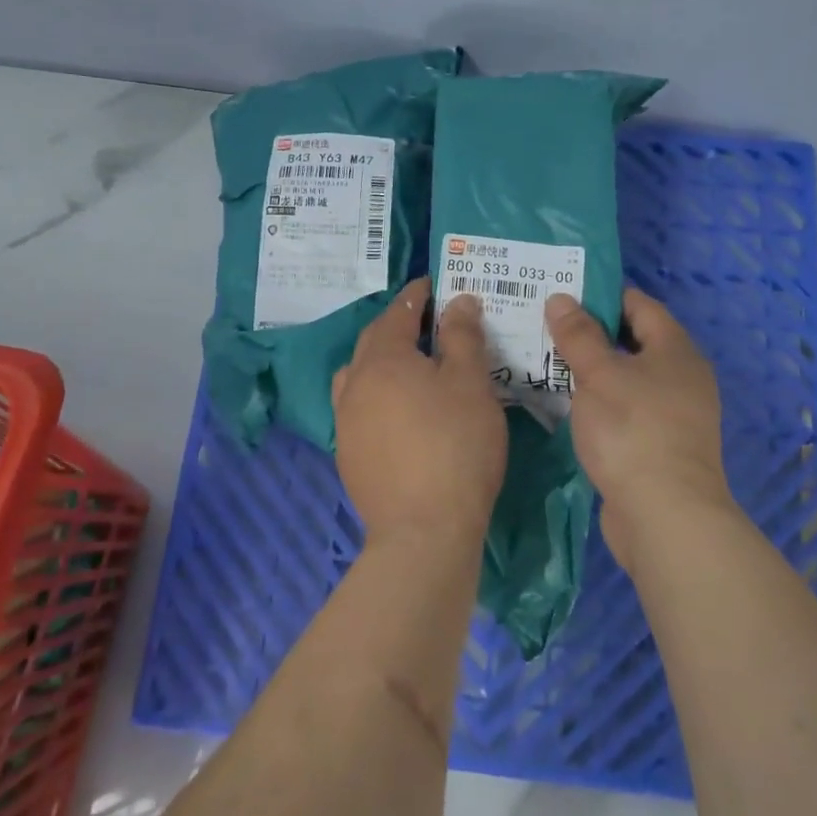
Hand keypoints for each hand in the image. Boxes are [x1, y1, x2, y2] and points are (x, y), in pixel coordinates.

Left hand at [333, 279, 507, 551]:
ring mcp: (345, 421)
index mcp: (384, 359)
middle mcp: (355, 383)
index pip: (400, 312)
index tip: (435, 285)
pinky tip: (397, 411)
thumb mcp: (470, 384)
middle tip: (428, 320)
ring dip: (381, 360)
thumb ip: (462, 337)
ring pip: (358, 374)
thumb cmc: (456, 446)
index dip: (418, 294)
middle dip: (399, 324)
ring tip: (408, 365)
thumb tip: (458, 301)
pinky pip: (358, 407)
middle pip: (374, 340)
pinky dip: (376, 394)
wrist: (423, 530)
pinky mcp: (348, 454)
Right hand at [546, 288, 730, 570]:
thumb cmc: (633, 431)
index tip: (562, 291)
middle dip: (590, 332)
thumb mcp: (599, 375)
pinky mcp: (658, 445)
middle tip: (545, 324)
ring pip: (627, 377)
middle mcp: (681, 376)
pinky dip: (599, 399)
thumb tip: (562, 298)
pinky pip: (625, 407)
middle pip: (633, 340)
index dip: (602, 295)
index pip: (639, 304)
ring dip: (592, 368)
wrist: (665, 516)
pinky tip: (567, 403)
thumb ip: (579, 335)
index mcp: (675, 350)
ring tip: (546, 359)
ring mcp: (673, 413)